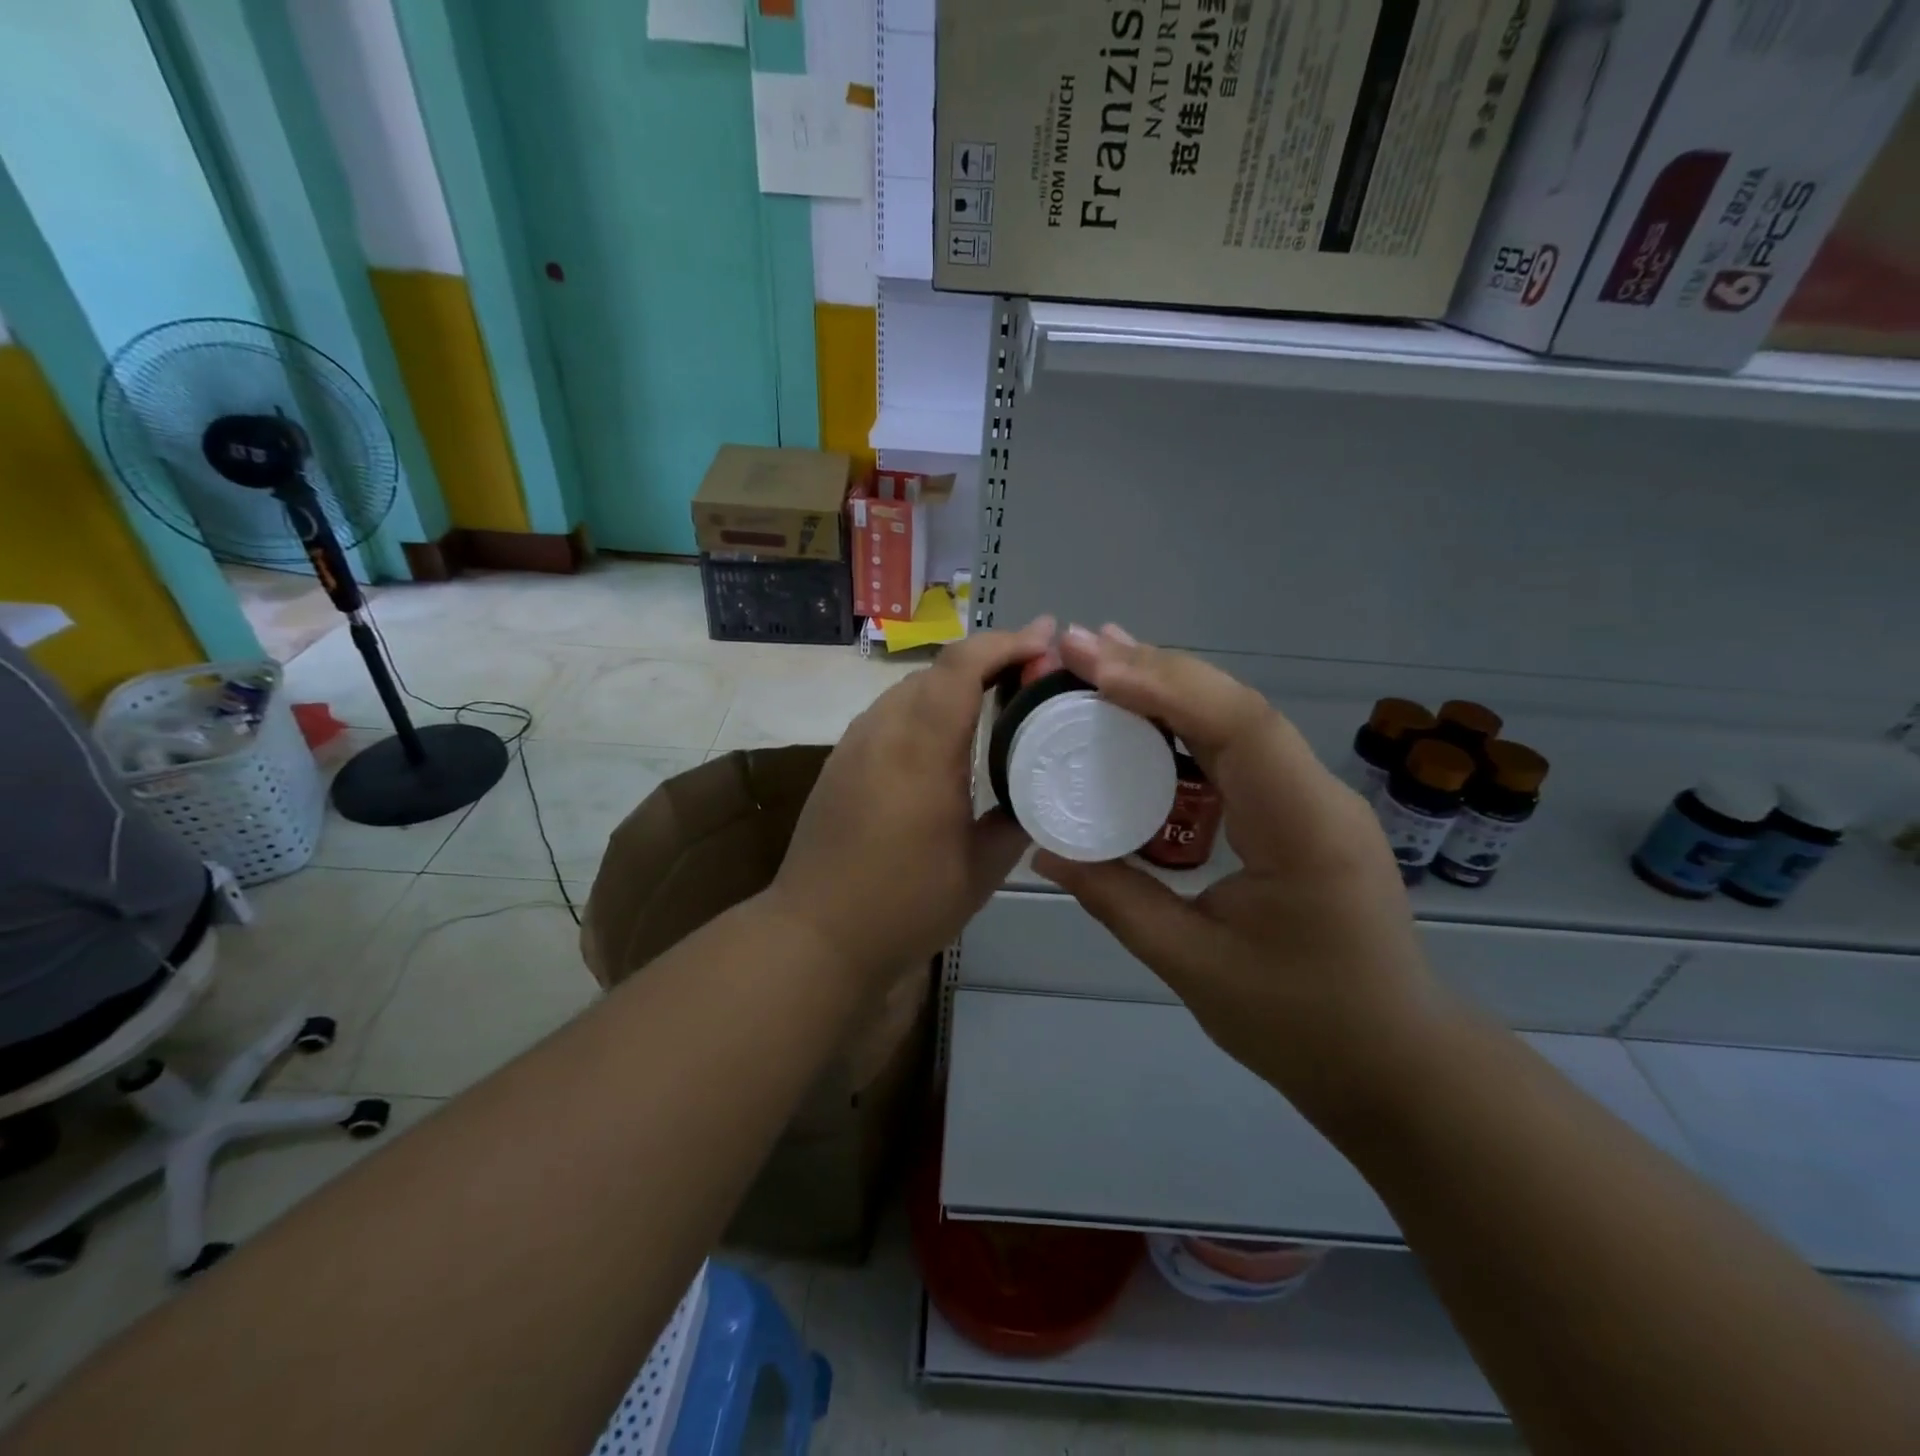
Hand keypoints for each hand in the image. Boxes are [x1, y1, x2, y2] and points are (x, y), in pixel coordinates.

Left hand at [767, 616, 1056, 981]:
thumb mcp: (981, 870)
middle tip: (1032, 673)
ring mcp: (855, 743)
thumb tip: (1036, 794)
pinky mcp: (840, 761)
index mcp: (922, 750)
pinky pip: (890, 714)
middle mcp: (883, 731)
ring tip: (995, 699)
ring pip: (910, 689)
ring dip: (955, 683)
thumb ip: (1016, 820)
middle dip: (988, 659)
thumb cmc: (906, 904)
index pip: (962, 666)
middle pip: (937, 670)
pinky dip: (926, 708)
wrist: (817, 933)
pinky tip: (944, 739)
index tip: (1046, 638)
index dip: (1006, 642)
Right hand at [1034, 626, 1454, 1125]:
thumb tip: (1044, 851)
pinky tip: (1145, 710)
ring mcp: (1313, 797)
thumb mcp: (1192, 965)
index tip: (1094, 666)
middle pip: (1238, 706)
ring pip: (1239, 718)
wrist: (1393, 1060)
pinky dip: (1187, 719)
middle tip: (1079, 647)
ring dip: (1170, 684)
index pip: (1240, 727)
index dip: (1165, 685)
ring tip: (1102, 660)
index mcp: (1305, 829)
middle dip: (1157, 668)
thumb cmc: (1300, 1024)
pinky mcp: (1298, 808)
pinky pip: (1240, 748)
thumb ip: (1116, 899)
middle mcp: (1317, 794)